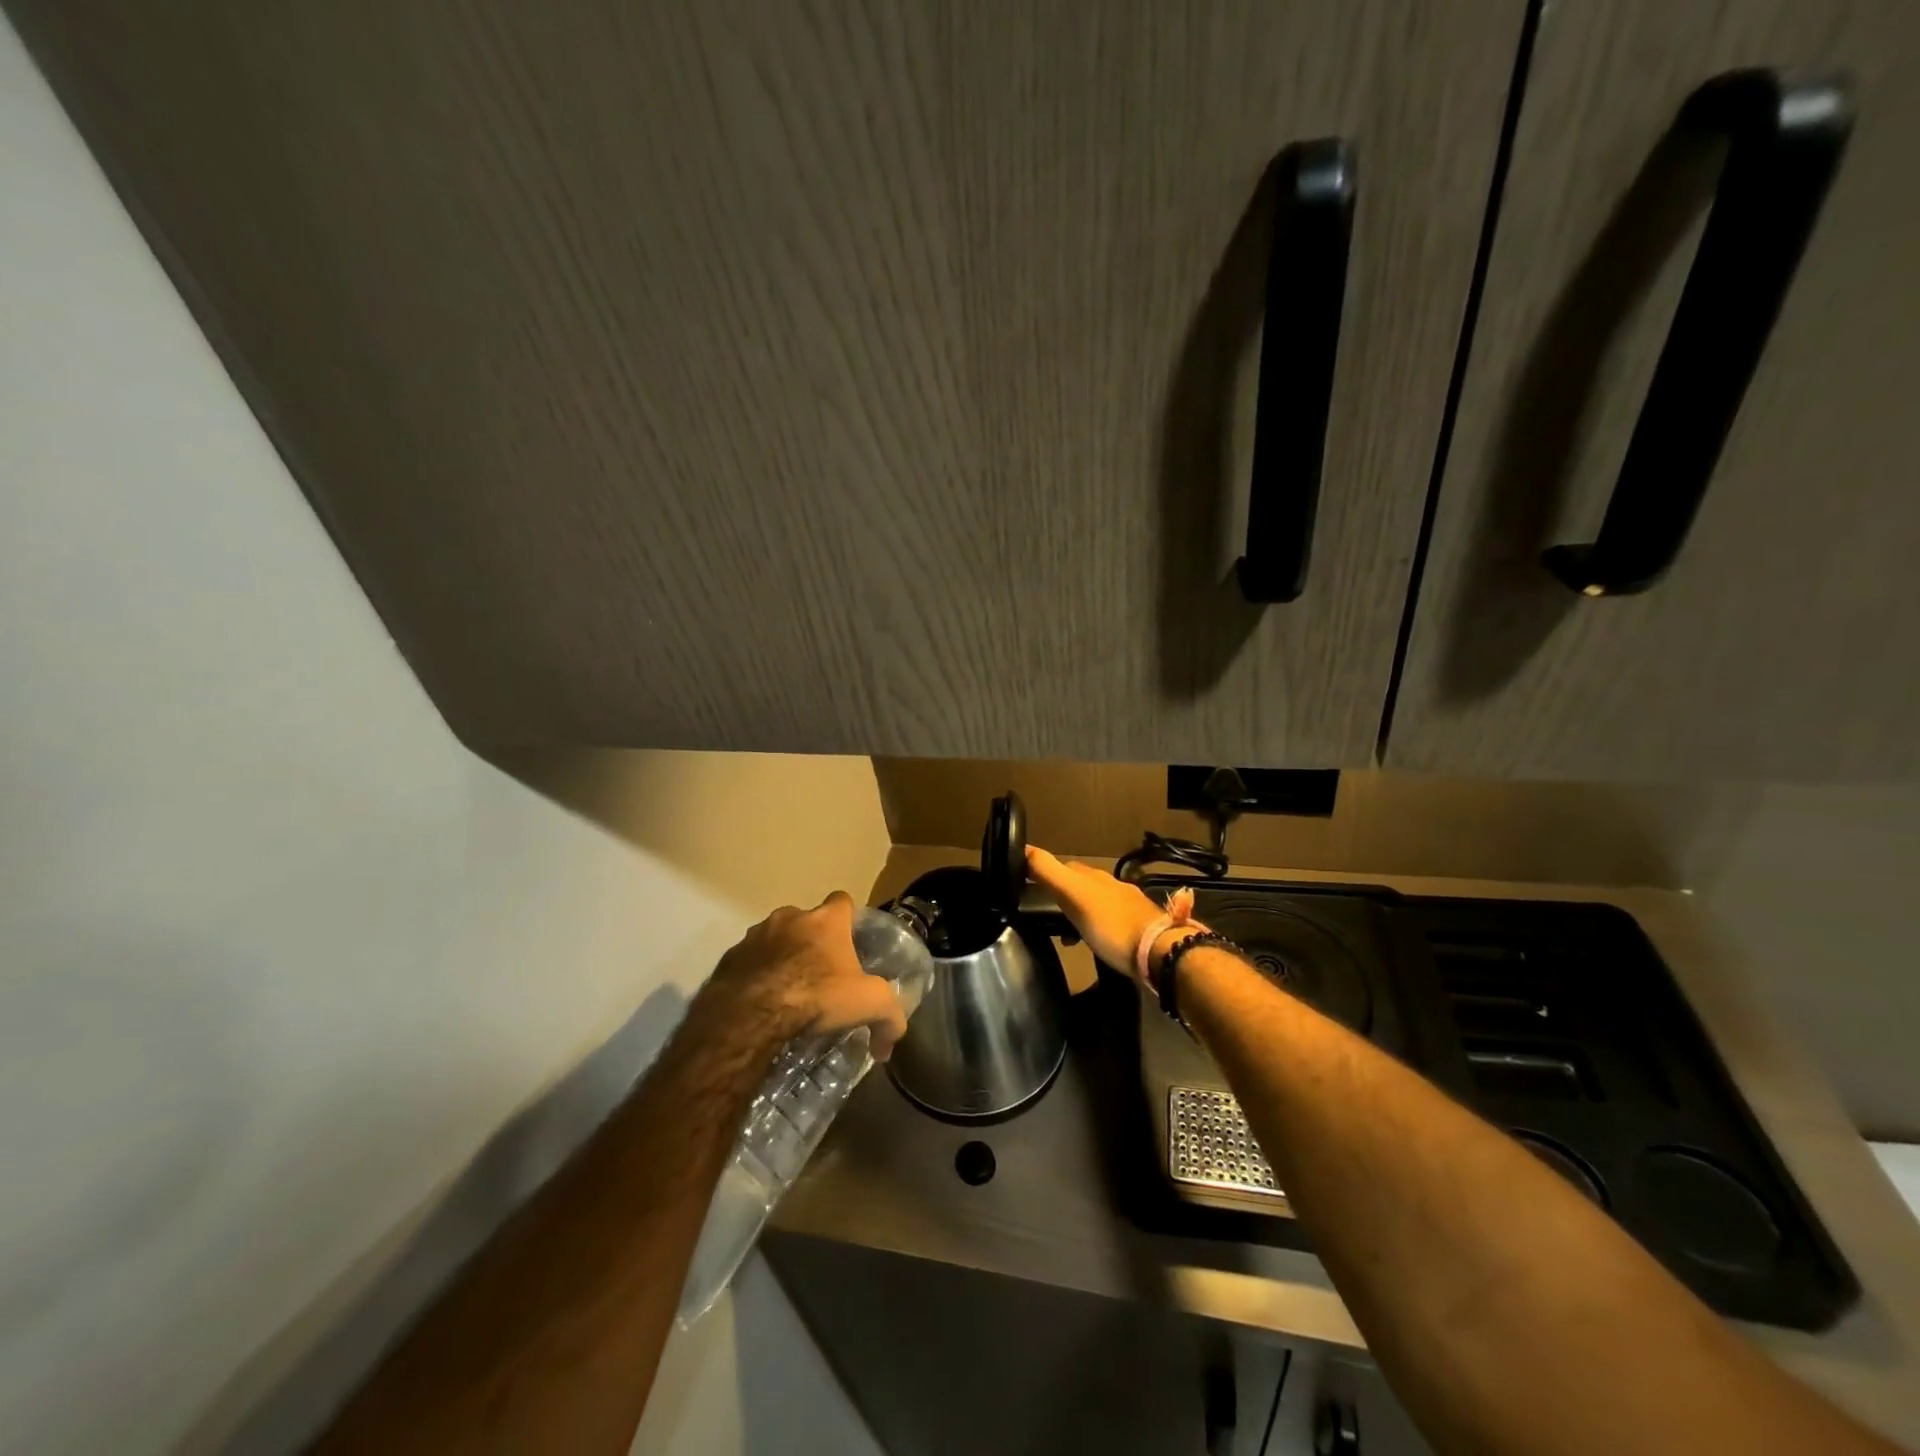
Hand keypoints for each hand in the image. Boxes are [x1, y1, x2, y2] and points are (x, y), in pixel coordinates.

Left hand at [701, 892, 908, 1059]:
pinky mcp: (729, 957)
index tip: (849, 943)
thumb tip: (890, 1046)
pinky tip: (761, 1002)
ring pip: (774, 939)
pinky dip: (756, 974)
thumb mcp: (869, 1005)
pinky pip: (748, 961)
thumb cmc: (817, 996)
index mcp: (826, 919)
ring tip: (787, 991)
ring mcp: (755, 935)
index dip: (847, 920)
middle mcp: (790, 917)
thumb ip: (890, 1018)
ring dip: (781, 957)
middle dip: (812, 941)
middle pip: (806, 921)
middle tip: (819, 975)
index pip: (842, 901)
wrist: (751, 1014)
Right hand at [1026, 845, 1172, 981]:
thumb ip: (1048, 872)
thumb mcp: (1073, 895)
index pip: (1064, 866)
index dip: (1045, 872)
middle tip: (1044, 913)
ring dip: (1078, 915)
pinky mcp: (1139, 931)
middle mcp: (1112, 887)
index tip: (1028, 885)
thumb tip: (1023, 847)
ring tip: (1066, 935)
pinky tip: (1093, 945)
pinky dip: (1095, 930)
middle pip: (1081, 885)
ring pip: (1095, 905)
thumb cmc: (1111, 924)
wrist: (1159, 952)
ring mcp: (1128, 908)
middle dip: (1062, 895)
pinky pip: (1109, 925)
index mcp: (1095, 877)